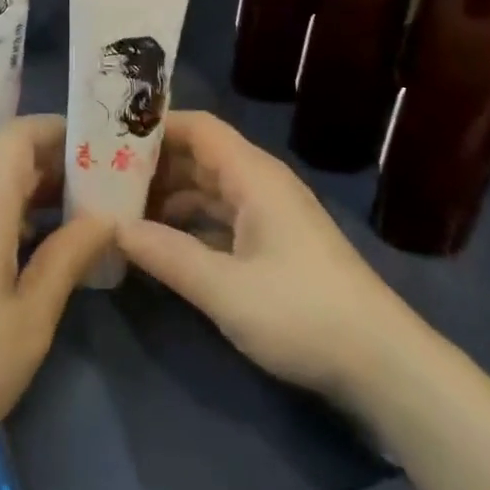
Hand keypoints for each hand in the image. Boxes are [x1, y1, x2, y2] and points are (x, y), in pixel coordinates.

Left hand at [0, 115, 111, 453]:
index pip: (18, 134)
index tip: (99, 145)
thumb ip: (68, 257)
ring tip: (86, 220)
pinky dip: (20, 221)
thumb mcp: (32, 316)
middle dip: (59, 165)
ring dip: (41, 196)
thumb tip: (106, 218)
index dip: (58, 128)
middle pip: (11, 161)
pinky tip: (45, 256)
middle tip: (107, 186)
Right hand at [118, 110, 399, 400]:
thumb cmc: (301, 312)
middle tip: (107, 177)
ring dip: (171, 196)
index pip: (198, 127)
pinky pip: (223, 217)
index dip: (157, 127)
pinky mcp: (275, 242)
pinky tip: (164, 244)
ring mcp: (270, 213)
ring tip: (126, 210)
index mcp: (252, 174)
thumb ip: (168, 255)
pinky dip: (192, 223)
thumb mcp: (226, 289)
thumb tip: (116, 229)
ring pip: (210, 188)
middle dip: (156, 164)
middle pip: (200, 156)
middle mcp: (260, 182)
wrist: (381, 363)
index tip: (112, 137)